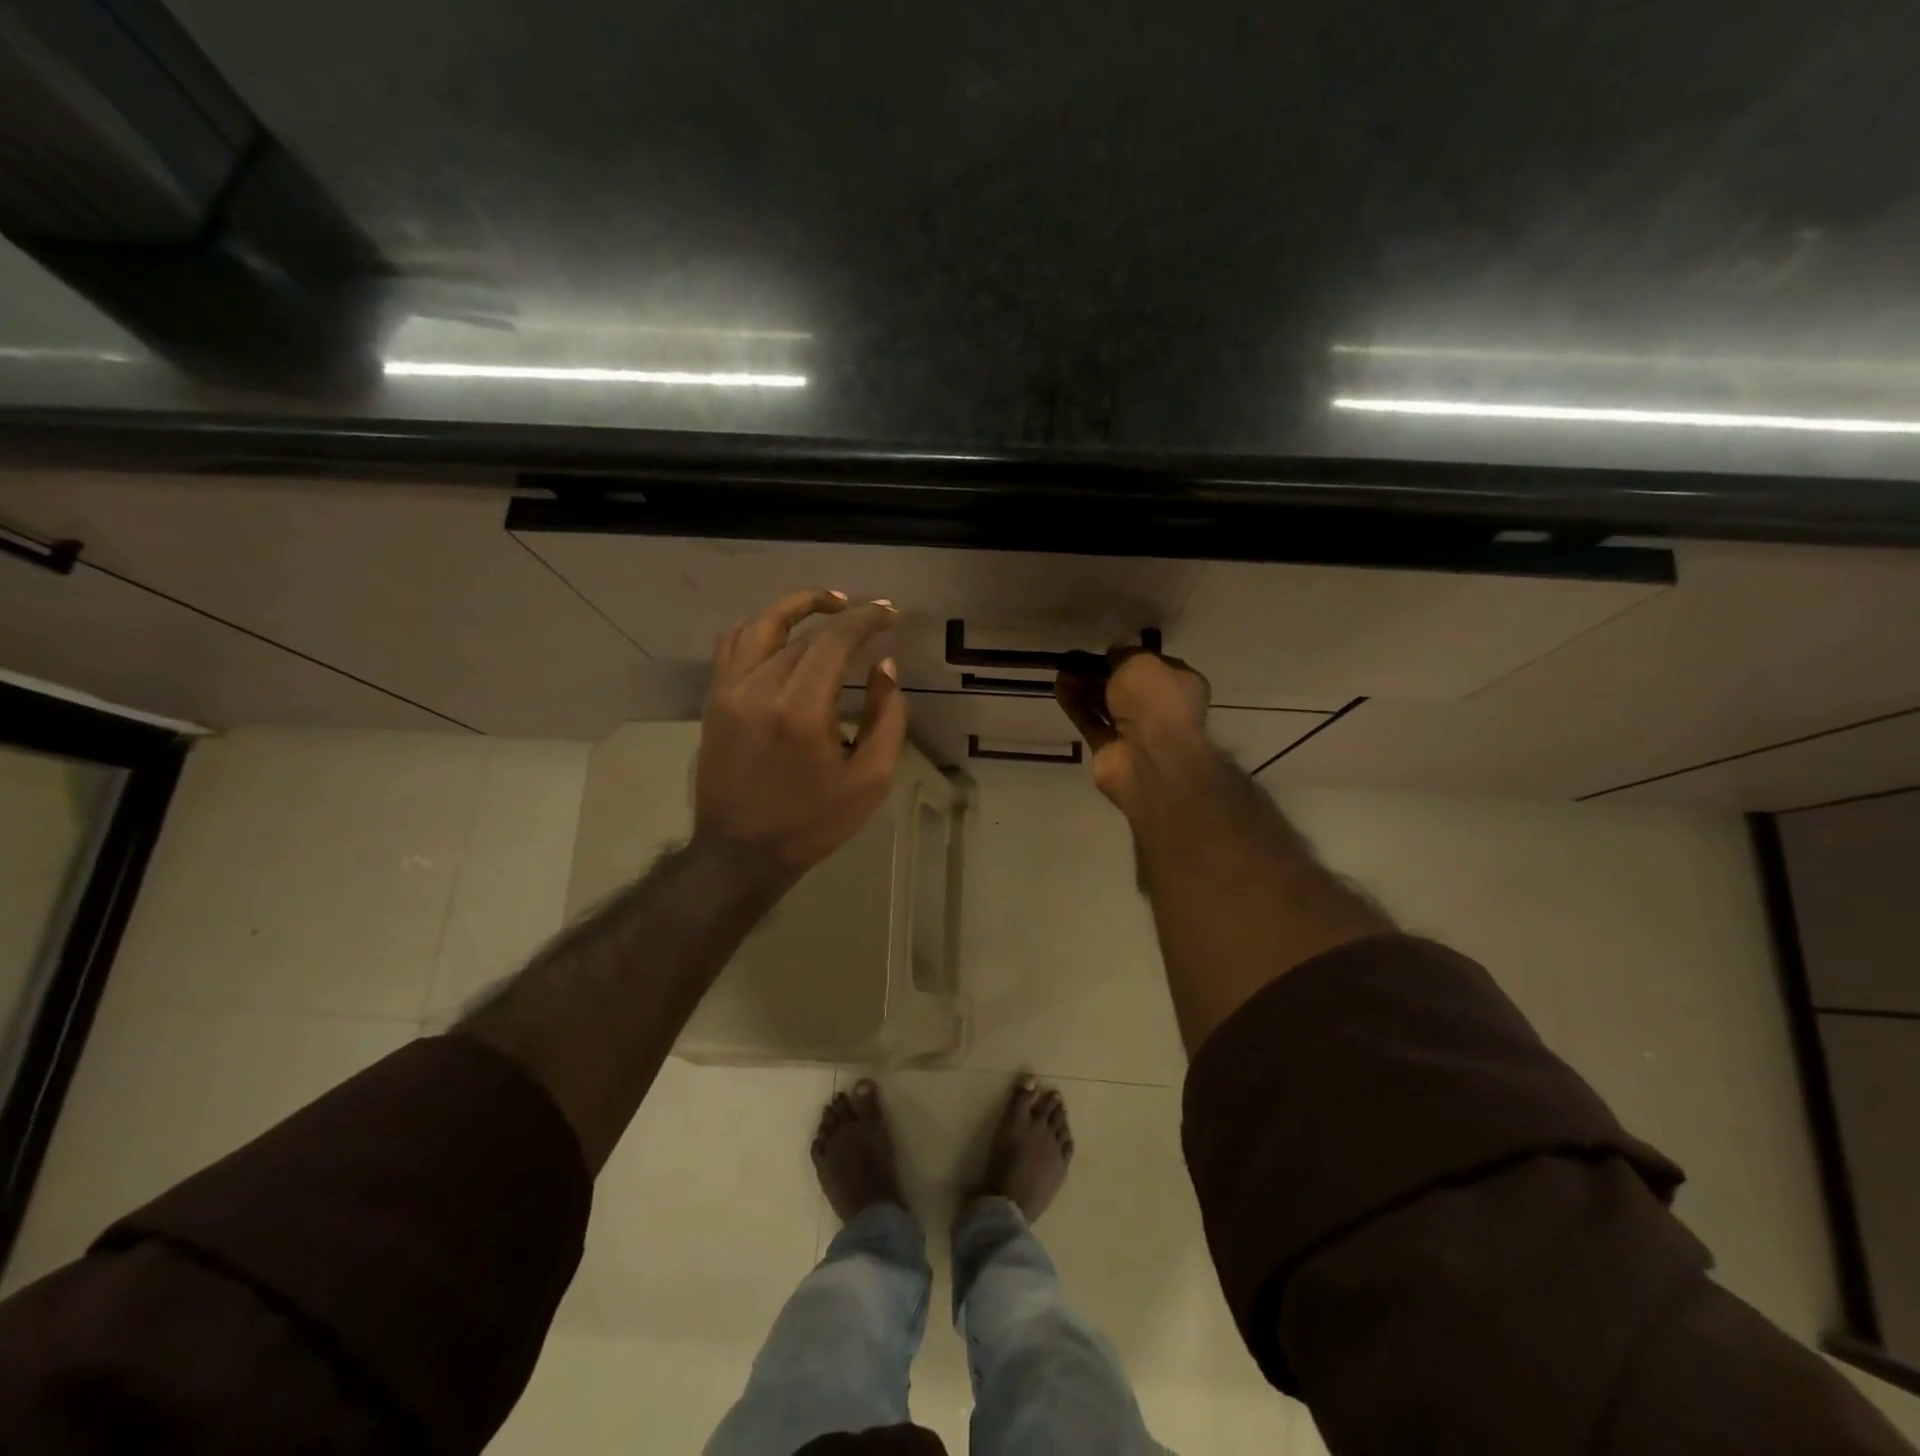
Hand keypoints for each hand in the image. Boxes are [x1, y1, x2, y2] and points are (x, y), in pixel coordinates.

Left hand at [695, 589, 907, 879]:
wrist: (741, 852)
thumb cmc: (813, 821)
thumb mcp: (870, 779)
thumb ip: (886, 717)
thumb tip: (884, 667)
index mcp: (800, 710)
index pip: (834, 640)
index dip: (866, 619)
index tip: (889, 614)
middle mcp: (759, 688)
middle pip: (802, 632)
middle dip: (841, 616)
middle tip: (871, 616)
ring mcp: (729, 691)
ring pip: (761, 625)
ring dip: (795, 607)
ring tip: (826, 605)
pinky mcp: (714, 700)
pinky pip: (733, 645)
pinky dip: (759, 627)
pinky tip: (781, 632)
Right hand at [1054, 648, 1210, 811]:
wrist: (1150, 758)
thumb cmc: (1155, 701)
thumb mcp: (1141, 662)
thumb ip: (1125, 653)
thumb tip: (1116, 650)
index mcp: (1179, 685)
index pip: (1154, 666)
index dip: (1130, 656)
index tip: (1106, 648)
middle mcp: (1159, 709)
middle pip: (1125, 686)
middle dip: (1100, 671)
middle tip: (1074, 657)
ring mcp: (1134, 732)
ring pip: (1105, 703)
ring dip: (1084, 686)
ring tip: (1060, 668)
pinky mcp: (1109, 749)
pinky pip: (1090, 722)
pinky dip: (1075, 705)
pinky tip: (1058, 687)